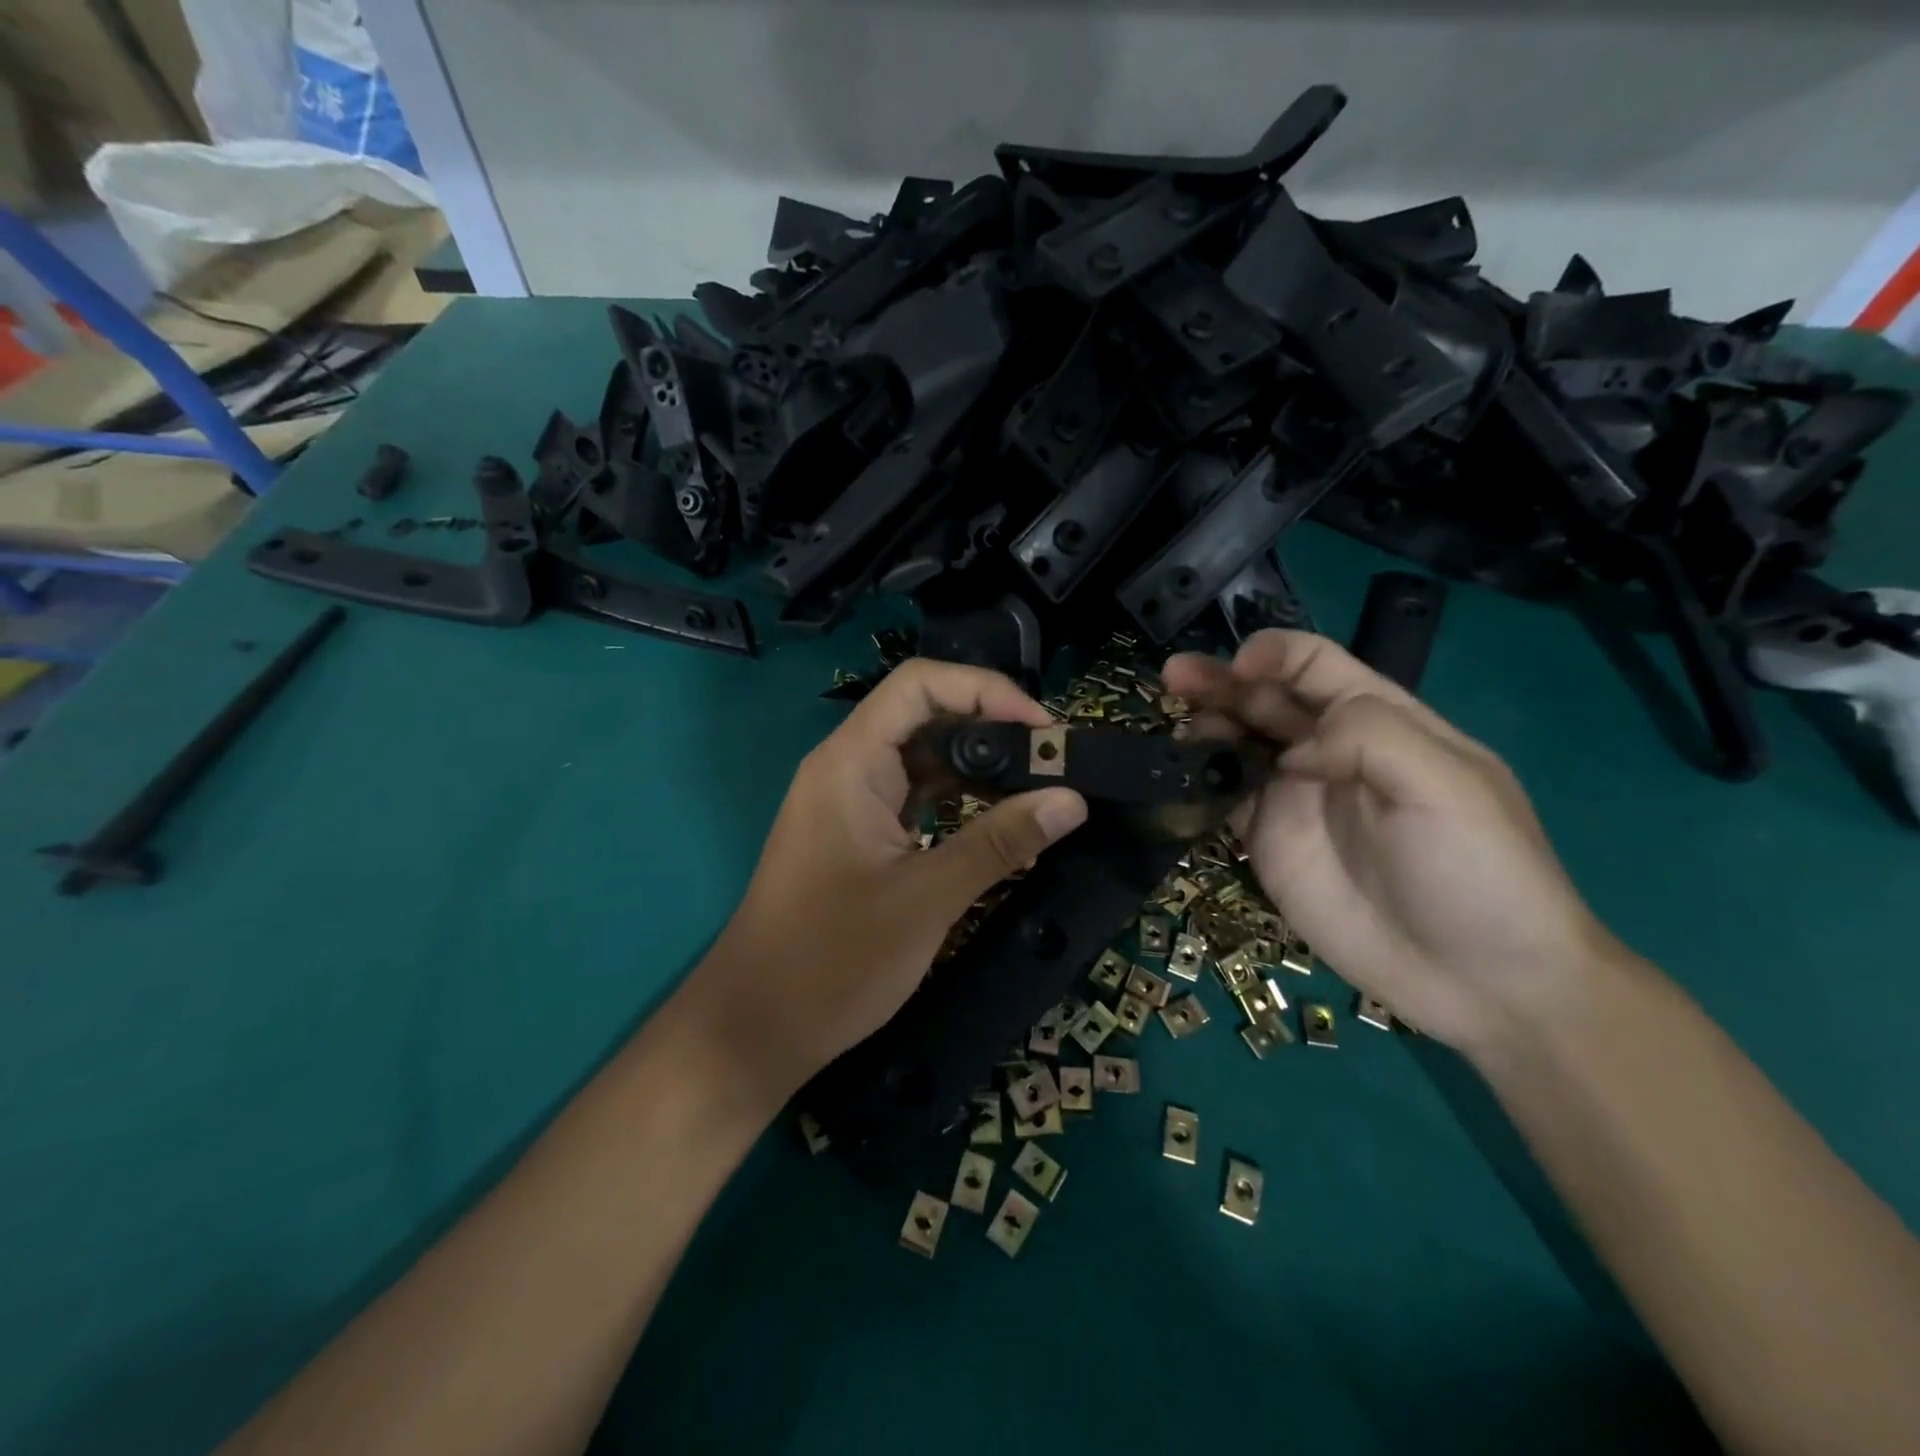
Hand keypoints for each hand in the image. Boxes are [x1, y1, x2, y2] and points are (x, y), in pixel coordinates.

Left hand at [681, 660, 1087, 1103]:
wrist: (757, 1027)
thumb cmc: (833, 960)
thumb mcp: (926, 898)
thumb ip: (999, 843)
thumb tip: (1072, 801)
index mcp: (851, 762)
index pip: (919, 685)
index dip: (986, 690)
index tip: (1042, 728)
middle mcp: (847, 768)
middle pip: (925, 717)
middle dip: (992, 730)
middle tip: (1054, 762)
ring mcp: (851, 802)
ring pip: (923, 760)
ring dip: (979, 771)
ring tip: (1040, 792)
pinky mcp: (858, 835)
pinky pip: (915, 799)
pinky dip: (959, 804)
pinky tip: (1001, 825)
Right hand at [1164, 631, 1621, 1054]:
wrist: (1480, 983)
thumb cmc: (1480, 873)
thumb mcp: (1448, 785)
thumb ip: (1368, 735)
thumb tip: (1290, 750)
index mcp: (1378, 722)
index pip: (1313, 665)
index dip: (1272, 655)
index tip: (1236, 668)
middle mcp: (1328, 751)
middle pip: (1263, 699)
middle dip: (1219, 682)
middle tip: (1174, 679)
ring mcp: (1293, 799)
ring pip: (1235, 744)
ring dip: (1203, 726)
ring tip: (1177, 731)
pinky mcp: (1267, 844)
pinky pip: (1223, 800)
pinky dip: (1197, 782)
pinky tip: (1177, 776)